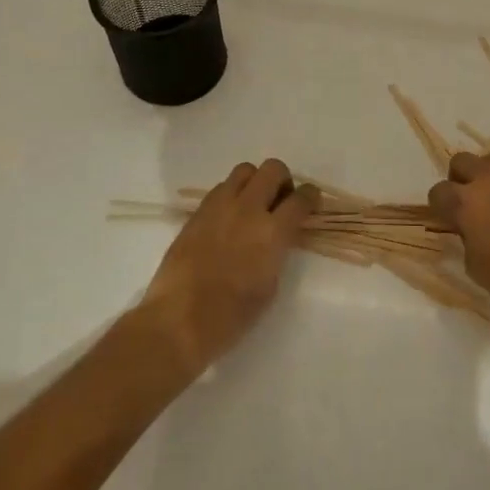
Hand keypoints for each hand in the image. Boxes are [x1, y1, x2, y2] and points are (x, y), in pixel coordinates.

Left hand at [142, 159, 315, 373]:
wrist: (178, 320)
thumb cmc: (231, 316)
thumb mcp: (269, 286)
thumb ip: (277, 252)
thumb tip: (276, 237)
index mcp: (271, 233)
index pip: (300, 199)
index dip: (310, 196)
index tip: (311, 200)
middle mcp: (247, 209)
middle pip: (272, 169)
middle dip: (283, 180)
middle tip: (280, 201)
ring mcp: (219, 207)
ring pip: (244, 170)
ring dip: (255, 182)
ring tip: (253, 205)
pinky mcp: (197, 212)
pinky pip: (221, 188)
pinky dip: (232, 194)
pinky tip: (229, 218)